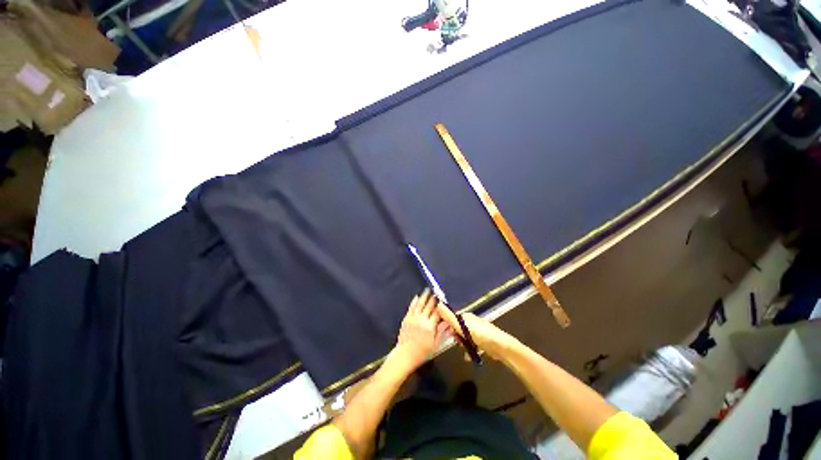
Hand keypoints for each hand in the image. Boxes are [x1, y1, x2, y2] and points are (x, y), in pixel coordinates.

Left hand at [386, 290, 451, 376]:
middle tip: (436, 291)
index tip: (444, 300)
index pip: (437, 313)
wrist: (405, 355)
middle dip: (433, 298)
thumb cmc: (422, 352)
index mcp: (430, 327)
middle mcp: (422, 320)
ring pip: (420, 304)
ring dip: (424, 296)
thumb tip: (448, 322)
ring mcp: (413, 318)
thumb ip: (441, 331)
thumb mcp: (435, 344)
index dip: (441, 306)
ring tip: (427, 290)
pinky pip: (411, 308)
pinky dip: (414, 301)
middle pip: (429, 306)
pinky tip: (417, 296)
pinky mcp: (406, 318)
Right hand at [439, 311, 518, 360]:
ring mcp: (478, 332)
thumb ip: (450, 317)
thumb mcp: (462, 326)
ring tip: (464, 350)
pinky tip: (468, 356)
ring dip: (463, 345)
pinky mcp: (483, 341)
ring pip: (465, 338)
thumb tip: (438, 304)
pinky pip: (472, 345)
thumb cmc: (480, 335)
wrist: (501, 347)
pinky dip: (470, 350)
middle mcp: (472, 322)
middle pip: (458, 329)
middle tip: (456, 343)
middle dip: (456, 337)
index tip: (444, 333)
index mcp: (467, 316)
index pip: (452, 318)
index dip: (447, 325)